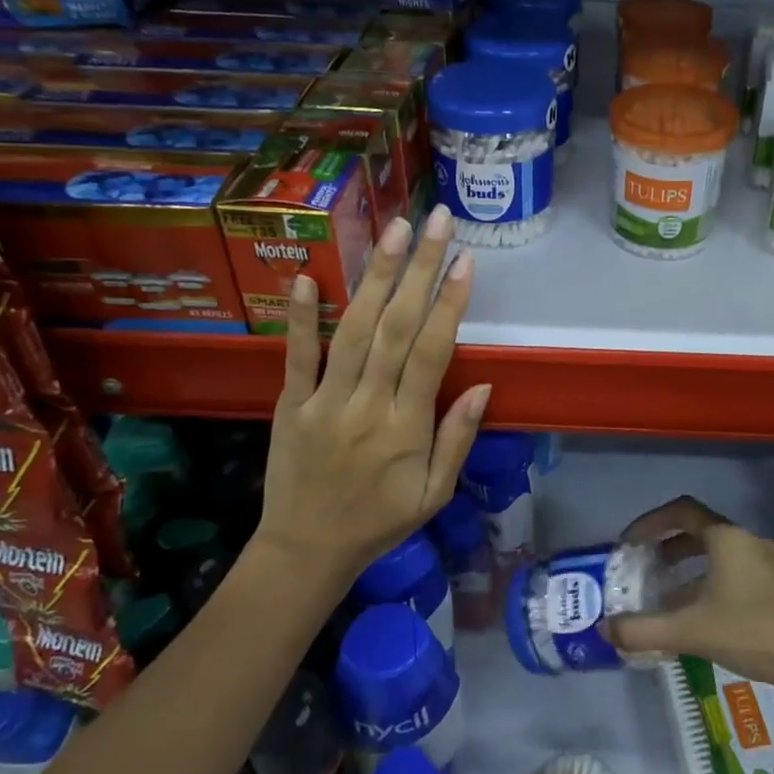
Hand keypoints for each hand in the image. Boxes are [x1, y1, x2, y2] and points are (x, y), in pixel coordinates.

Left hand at [250, 204, 489, 595]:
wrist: (306, 552)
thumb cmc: (380, 522)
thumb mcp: (434, 495)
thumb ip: (457, 439)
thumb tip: (483, 386)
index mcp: (406, 428)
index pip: (432, 353)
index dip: (449, 304)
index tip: (464, 260)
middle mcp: (367, 405)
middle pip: (397, 328)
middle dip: (418, 269)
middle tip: (434, 221)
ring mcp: (324, 402)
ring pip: (353, 331)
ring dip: (374, 278)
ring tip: (392, 231)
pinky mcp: (290, 404)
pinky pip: (296, 356)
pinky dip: (301, 317)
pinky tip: (310, 276)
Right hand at [605, 497, 773, 700]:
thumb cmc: (753, 632)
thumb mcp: (692, 631)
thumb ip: (645, 629)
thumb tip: (606, 629)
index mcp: (726, 538)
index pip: (681, 511)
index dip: (650, 522)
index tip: (629, 542)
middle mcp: (746, 541)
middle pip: (698, 530)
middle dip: (666, 545)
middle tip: (642, 565)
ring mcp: (764, 562)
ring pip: (716, 553)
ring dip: (686, 566)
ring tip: (663, 592)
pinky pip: (732, 571)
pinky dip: (706, 581)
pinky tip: (696, 614)